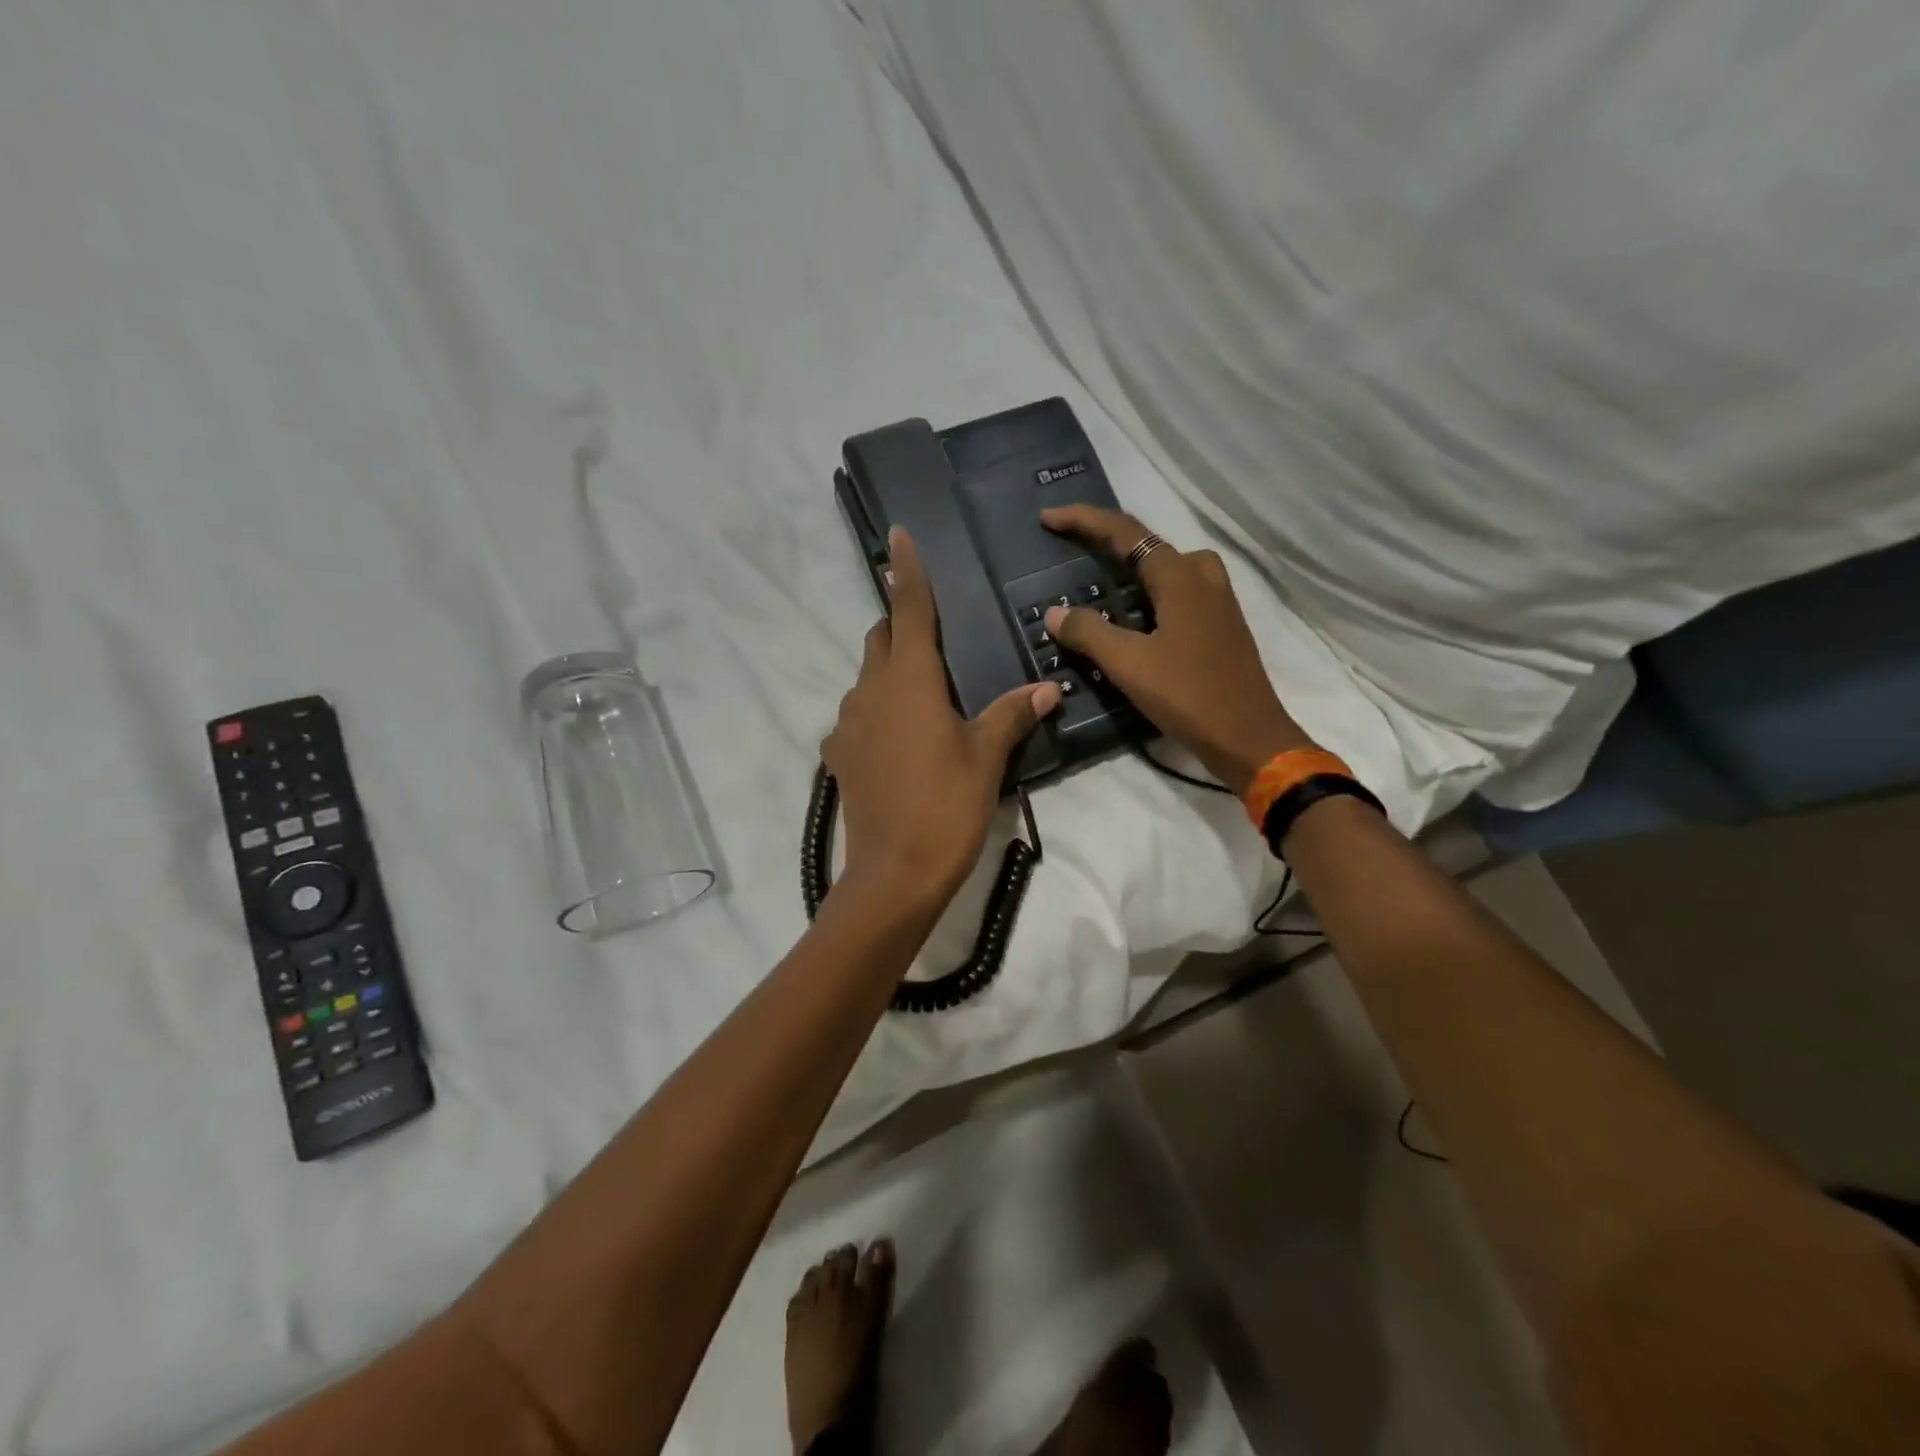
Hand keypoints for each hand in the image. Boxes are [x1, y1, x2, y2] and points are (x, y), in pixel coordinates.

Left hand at [823, 526, 1062, 907]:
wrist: (893, 874)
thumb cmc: (946, 806)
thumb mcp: (986, 757)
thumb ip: (1013, 714)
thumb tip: (1048, 687)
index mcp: (909, 680)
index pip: (909, 610)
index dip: (907, 571)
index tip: (899, 535)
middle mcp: (870, 691)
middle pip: (881, 638)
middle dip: (901, 625)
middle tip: (934, 635)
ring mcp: (847, 723)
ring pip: (867, 677)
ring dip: (891, 672)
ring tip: (926, 696)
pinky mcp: (838, 756)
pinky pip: (858, 716)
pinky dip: (878, 712)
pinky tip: (902, 740)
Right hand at [1042, 505, 1313, 795]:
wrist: (1248, 738)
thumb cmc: (1188, 695)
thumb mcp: (1129, 664)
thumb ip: (1089, 632)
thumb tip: (1056, 612)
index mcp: (1181, 576)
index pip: (1125, 532)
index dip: (1084, 521)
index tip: (1048, 519)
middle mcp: (1202, 576)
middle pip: (1147, 544)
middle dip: (1106, 540)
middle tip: (1070, 548)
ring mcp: (1216, 600)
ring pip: (1165, 568)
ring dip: (1129, 566)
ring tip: (1096, 580)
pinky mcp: (1220, 624)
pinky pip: (1176, 591)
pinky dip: (1147, 591)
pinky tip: (1130, 615)